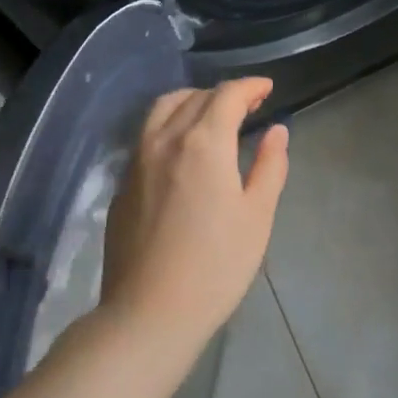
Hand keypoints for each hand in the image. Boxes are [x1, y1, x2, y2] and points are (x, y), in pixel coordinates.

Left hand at [101, 78, 289, 341]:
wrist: (150, 311)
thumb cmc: (217, 265)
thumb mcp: (257, 216)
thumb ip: (269, 166)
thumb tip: (276, 131)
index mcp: (203, 142)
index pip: (227, 96)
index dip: (250, 87)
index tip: (267, 89)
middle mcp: (164, 140)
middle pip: (193, 98)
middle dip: (223, 94)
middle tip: (248, 106)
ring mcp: (136, 161)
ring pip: (162, 111)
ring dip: (191, 102)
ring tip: (211, 117)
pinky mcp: (122, 185)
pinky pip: (146, 136)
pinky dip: (169, 126)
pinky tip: (182, 151)